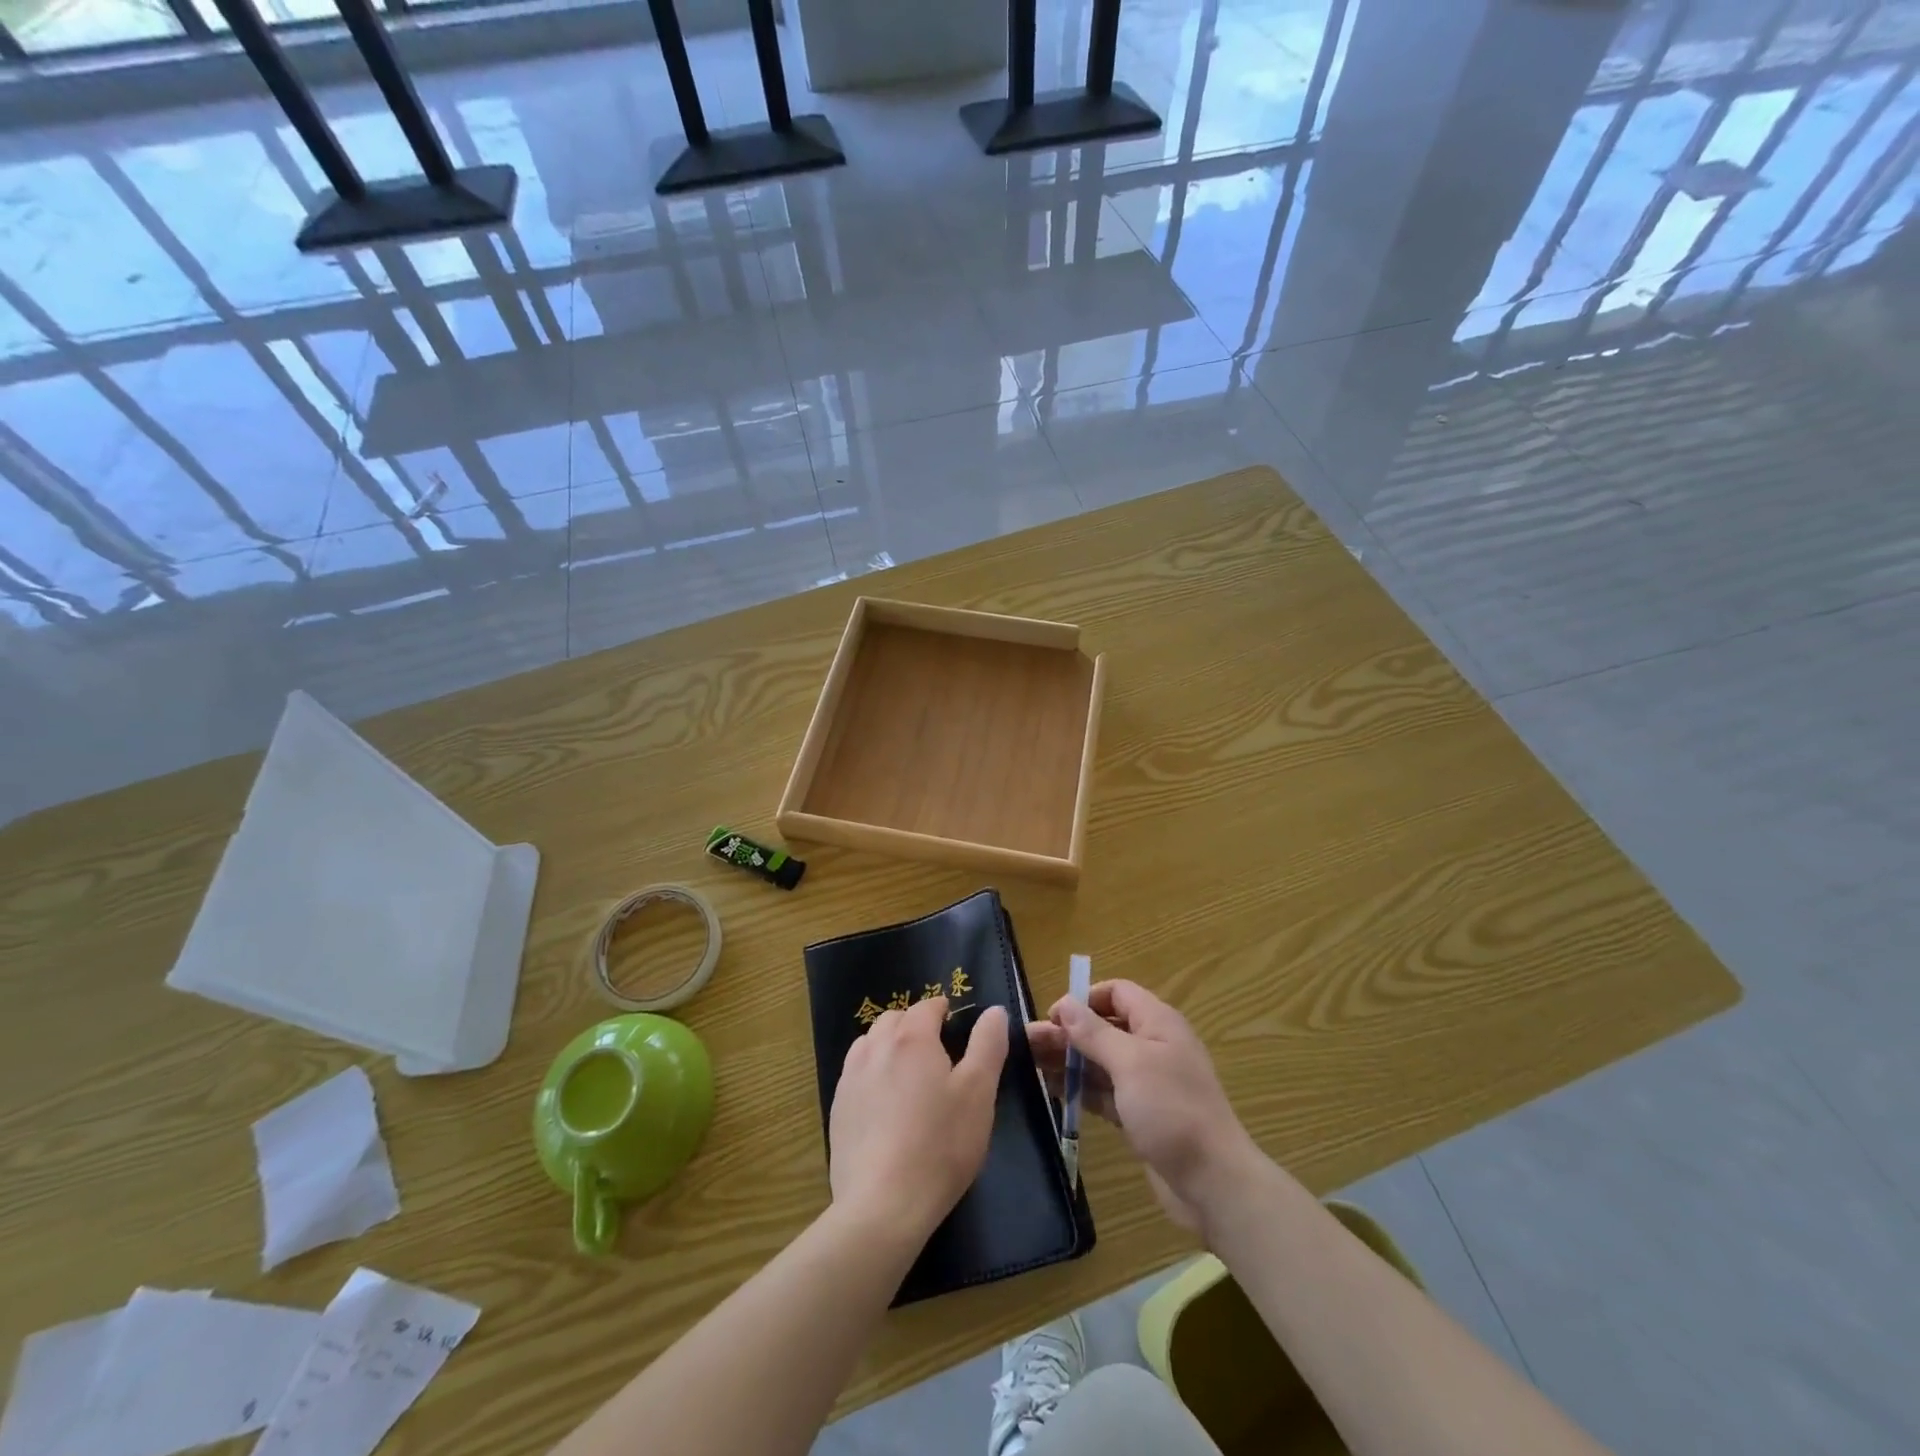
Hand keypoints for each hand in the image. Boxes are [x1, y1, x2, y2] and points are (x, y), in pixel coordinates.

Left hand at [829, 997, 1008, 1243]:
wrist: (883, 1205)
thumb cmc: (940, 1145)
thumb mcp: (979, 1093)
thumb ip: (988, 1045)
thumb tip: (994, 1010)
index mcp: (912, 1038)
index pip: (927, 1006)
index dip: (943, 1011)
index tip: (955, 1026)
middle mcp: (876, 1047)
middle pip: (894, 1020)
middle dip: (914, 1025)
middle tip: (936, 1052)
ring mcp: (850, 1078)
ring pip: (869, 1043)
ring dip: (888, 1046)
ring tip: (908, 1074)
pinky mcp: (836, 1109)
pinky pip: (854, 1074)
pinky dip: (870, 1074)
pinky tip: (883, 1105)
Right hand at [1028, 980, 1259, 1231]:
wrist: (1213, 1183)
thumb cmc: (1172, 1111)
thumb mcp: (1130, 1064)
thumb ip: (1095, 1033)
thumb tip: (1064, 1003)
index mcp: (1157, 1023)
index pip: (1117, 993)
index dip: (1084, 1000)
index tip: (1053, 1018)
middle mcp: (1152, 1046)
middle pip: (1103, 1028)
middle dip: (1067, 1034)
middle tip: (1027, 1046)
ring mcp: (1147, 1083)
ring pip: (1100, 1062)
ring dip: (1069, 1062)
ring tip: (1030, 1068)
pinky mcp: (1140, 1115)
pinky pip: (1105, 1092)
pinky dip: (1081, 1090)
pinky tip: (1053, 1093)